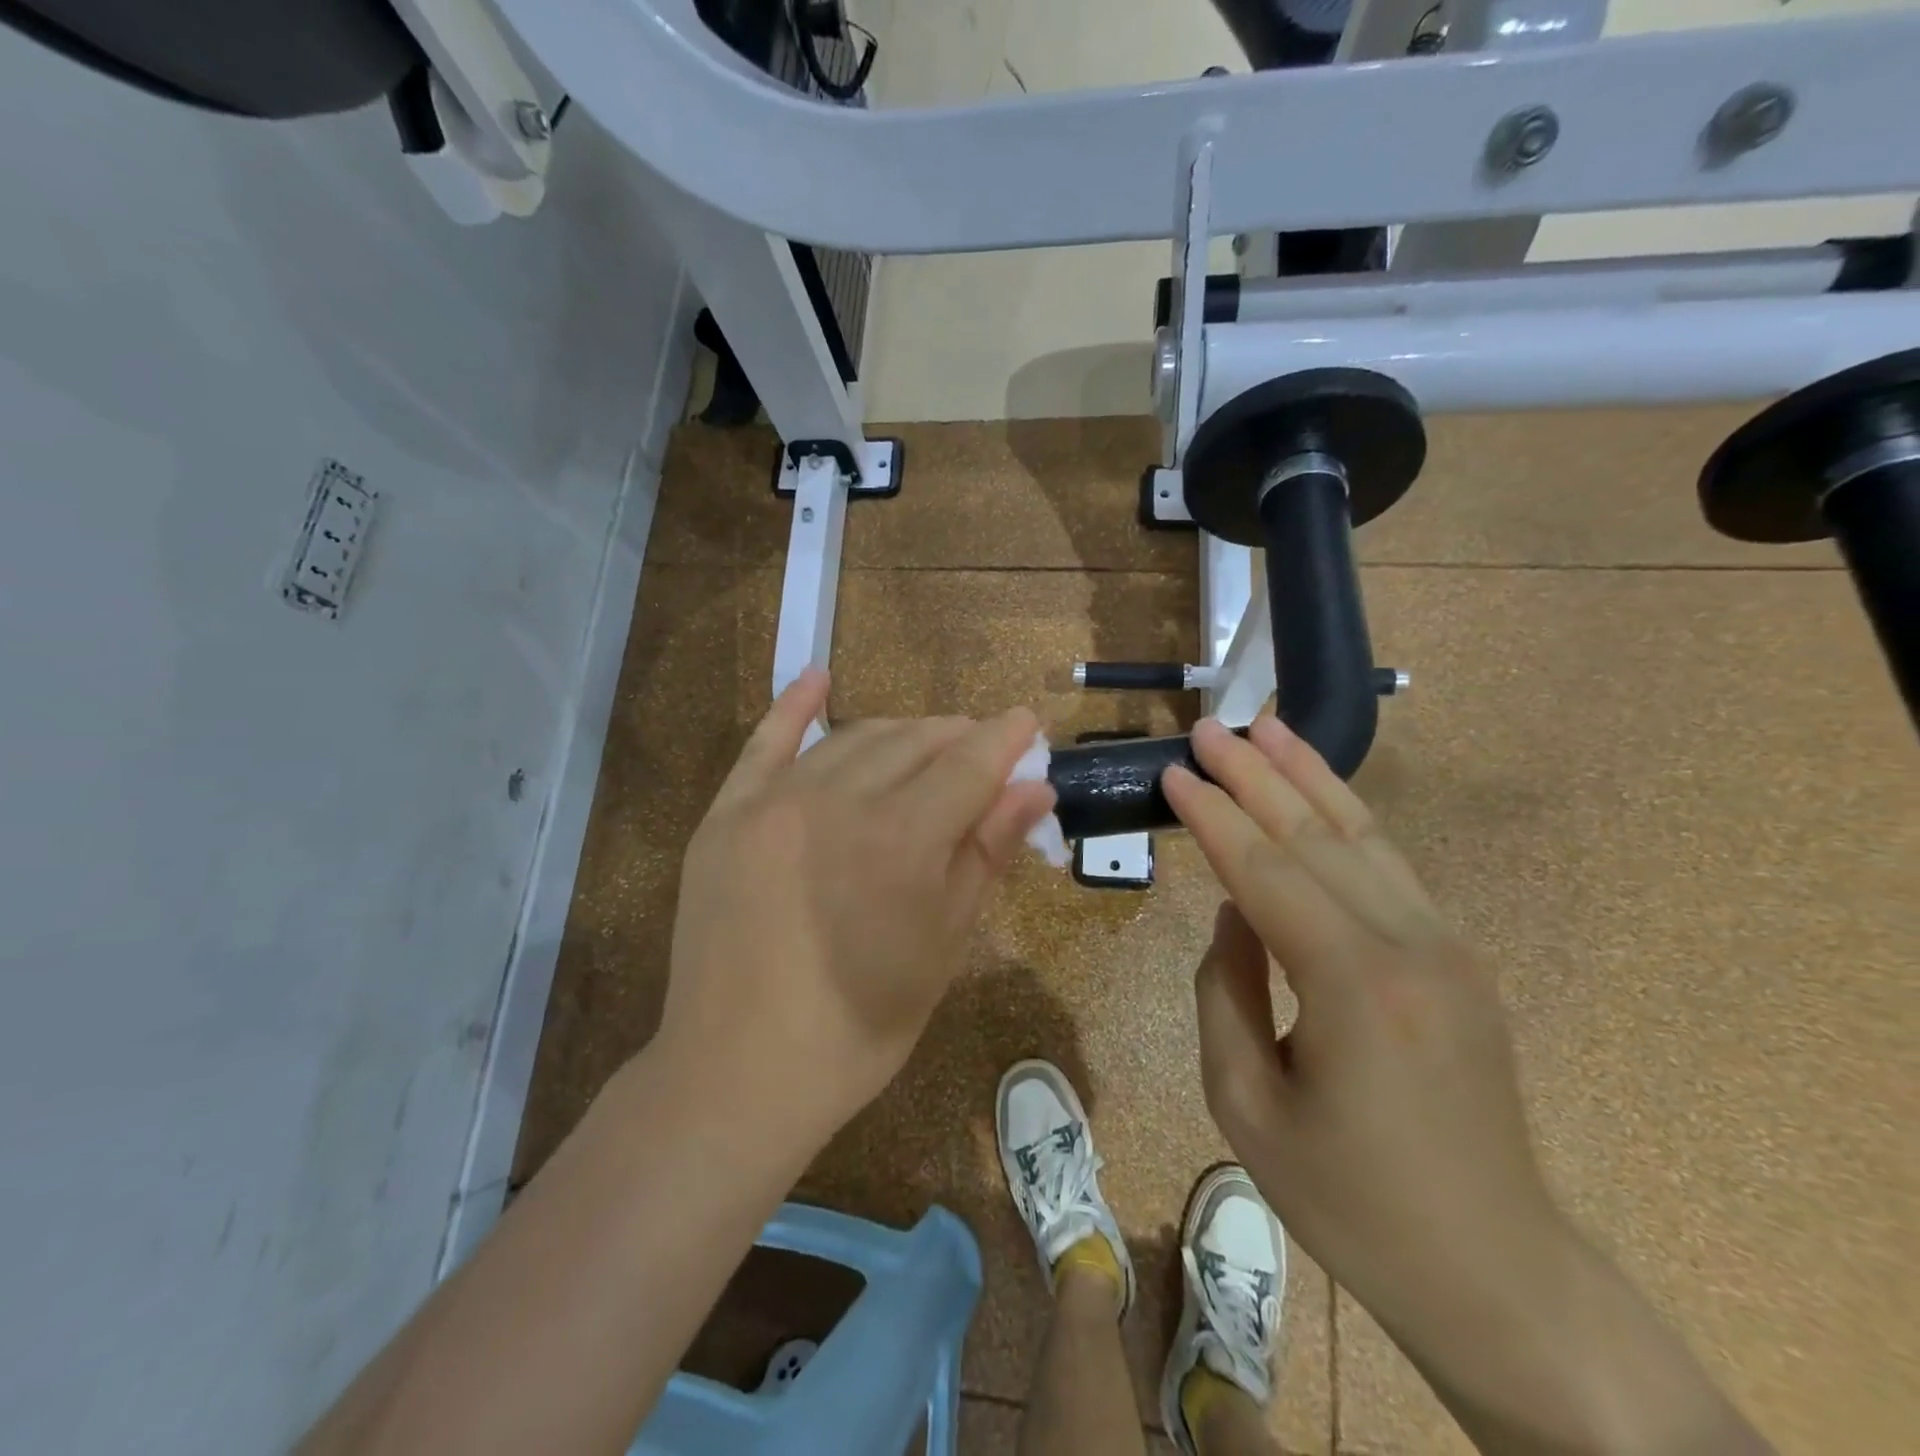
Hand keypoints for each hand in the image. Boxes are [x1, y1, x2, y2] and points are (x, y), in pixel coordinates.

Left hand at [654, 670, 1056, 1147]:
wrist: (738, 1074)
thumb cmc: (860, 1027)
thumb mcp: (942, 946)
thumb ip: (986, 855)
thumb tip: (1035, 789)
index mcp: (900, 840)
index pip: (969, 764)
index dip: (1006, 740)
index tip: (1028, 723)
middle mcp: (837, 800)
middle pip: (914, 741)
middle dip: (959, 737)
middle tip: (984, 750)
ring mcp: (773, 801)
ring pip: (854, 738)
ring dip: (901, 732)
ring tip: (928, 743)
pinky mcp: (726, 814)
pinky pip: (764, 743)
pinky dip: (794, 707)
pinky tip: (818, 677)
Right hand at [1163, 717, 1568, 1368]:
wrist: (1492, 1269)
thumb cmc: (1348, 1201)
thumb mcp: (1245, 1103)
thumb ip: (1224, 989)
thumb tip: (1233, 912)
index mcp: (1352, 984)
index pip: (1265, 871)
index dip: (1212, 816)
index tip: (1172, 772)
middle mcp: (1408, 944)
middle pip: (1316, 835)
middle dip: (1253, 775)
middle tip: (1206, 729)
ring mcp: (1445, 945)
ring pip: (1364, 835)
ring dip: (1308, 776)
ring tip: (1265, 726)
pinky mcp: (1456, 957)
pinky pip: (1390, 867)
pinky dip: (1348, 816)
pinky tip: (1318, 791)